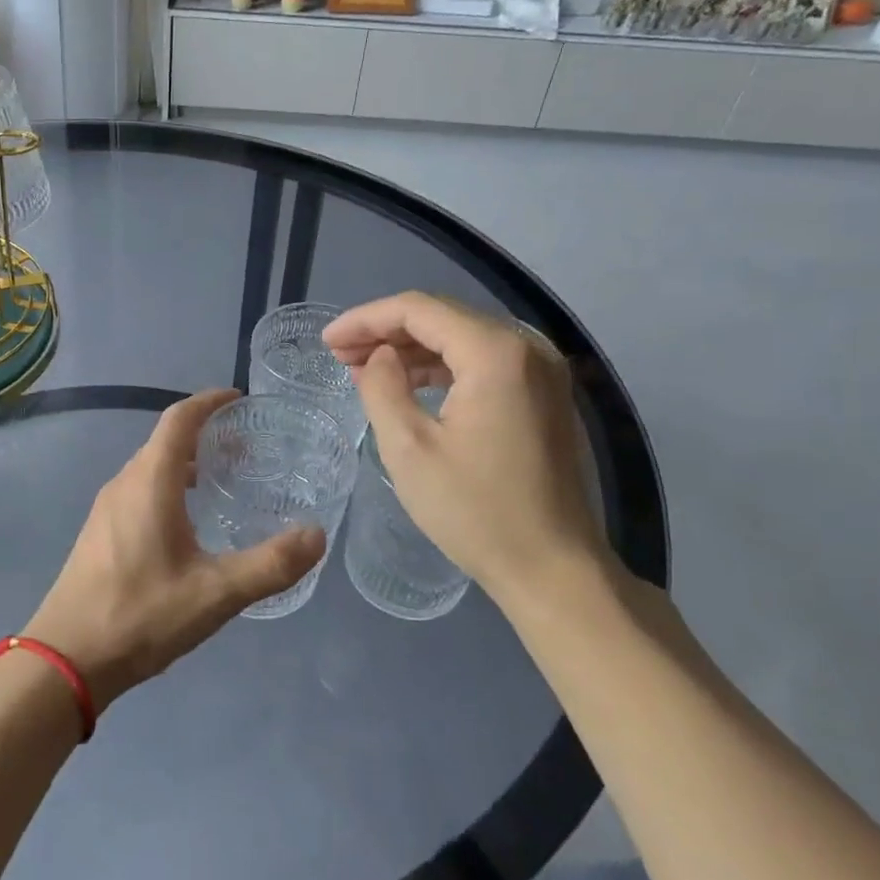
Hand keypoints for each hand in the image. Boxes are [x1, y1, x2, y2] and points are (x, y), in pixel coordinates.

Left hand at [23, 389, 324, 710]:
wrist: (65, 658)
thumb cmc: (140, 615)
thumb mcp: (216, 593)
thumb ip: (270, 564)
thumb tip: (317, 535)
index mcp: (150, 481)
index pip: (180, 418)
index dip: (210, 401)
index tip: (239, 400)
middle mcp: (124, 483)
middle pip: (166, 440)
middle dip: (205, 434)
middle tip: (246, 450)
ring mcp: (106, 508)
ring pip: (151, 467)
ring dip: (186, 463)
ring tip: (223, 482)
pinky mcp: (99, 532)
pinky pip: (139, 490)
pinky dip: (169, 486)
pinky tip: (188, 524)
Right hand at [324, 292, 612, 610]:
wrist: (553, 569)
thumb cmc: (475, 511)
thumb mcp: (408, 449)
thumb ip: (382, 387)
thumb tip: (378, 357)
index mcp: (495, 353)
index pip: (418, 310)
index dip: (366, 320)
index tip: (326, 341)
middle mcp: (527, 347)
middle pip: (443, 317)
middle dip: (386, 330)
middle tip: (340, 354)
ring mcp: (542, 370)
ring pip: (462, 337)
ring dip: (412, 348)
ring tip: (365, 368)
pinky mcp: (544, 394)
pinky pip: (483, 361)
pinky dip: (442, 366)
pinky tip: (409, 384)